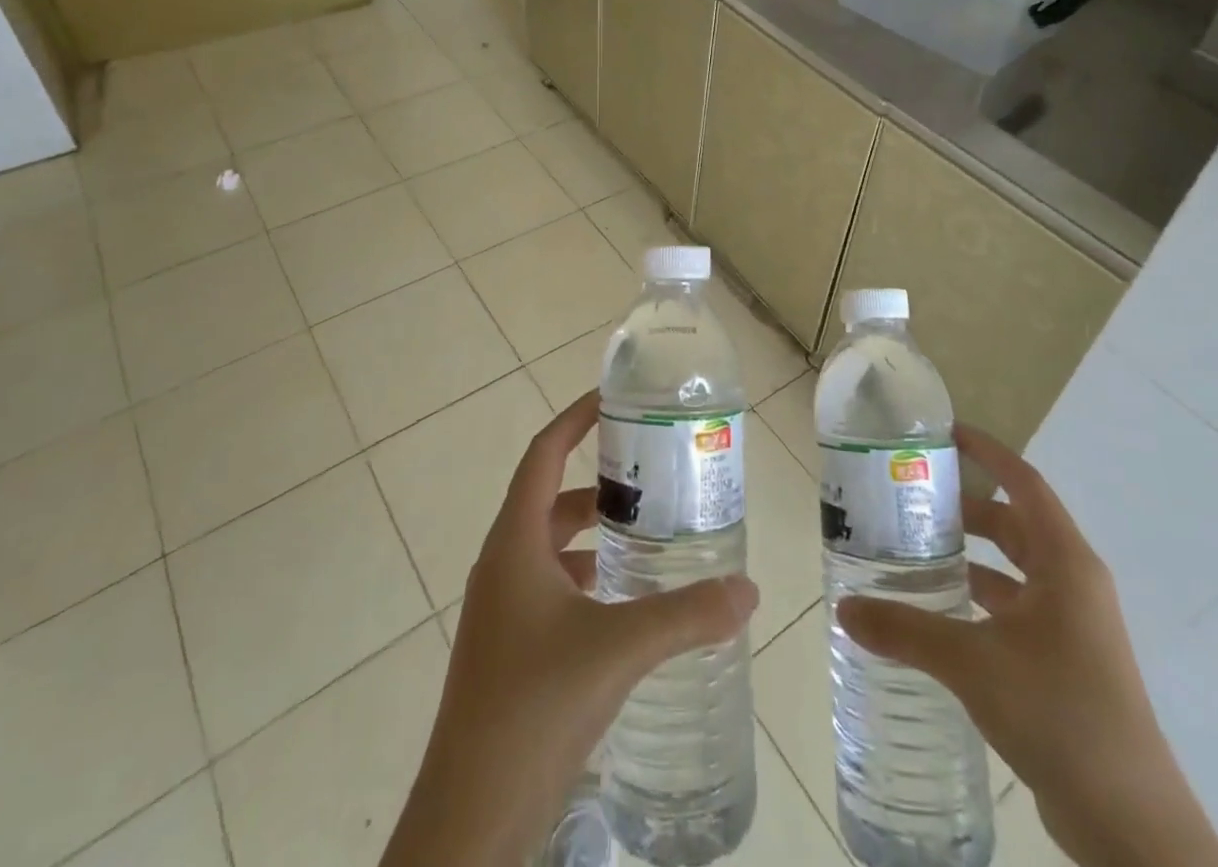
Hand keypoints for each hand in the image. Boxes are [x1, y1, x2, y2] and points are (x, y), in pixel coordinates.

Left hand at [379, 393, 758, 866]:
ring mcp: (502, 610)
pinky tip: (625, 603)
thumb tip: (748, 589)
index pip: (543, 455)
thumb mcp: (616, 650)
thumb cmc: (532, 707)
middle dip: (597, 482)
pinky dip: (587, 579)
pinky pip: (551, 589)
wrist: (469, 821)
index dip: (574, 419)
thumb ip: (685, 616)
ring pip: (551, 548)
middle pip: (550, 499)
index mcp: (514, 543)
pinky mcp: (510, 649)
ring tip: (647, 535)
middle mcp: (503, 565)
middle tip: (650, 475)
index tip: (612, 398)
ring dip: (593, 535)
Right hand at [837, 426, 1217, 866]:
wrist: (1131, 826)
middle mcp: (1072, 584)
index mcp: (1065, 563)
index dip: (987, 453)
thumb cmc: (1060, 714)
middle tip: (909, 498)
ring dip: (970, 557)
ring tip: (914, 550)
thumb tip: (845, 608)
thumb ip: (905, 630)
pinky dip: (979, 599)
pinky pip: (1015, 609)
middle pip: (1014, 524)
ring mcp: (1073, 626)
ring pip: (1014, 570)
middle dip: (965, 508)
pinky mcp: (1066, 663)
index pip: (1024, 483)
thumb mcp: (973, 664)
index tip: (944, 433)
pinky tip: (940, 612)